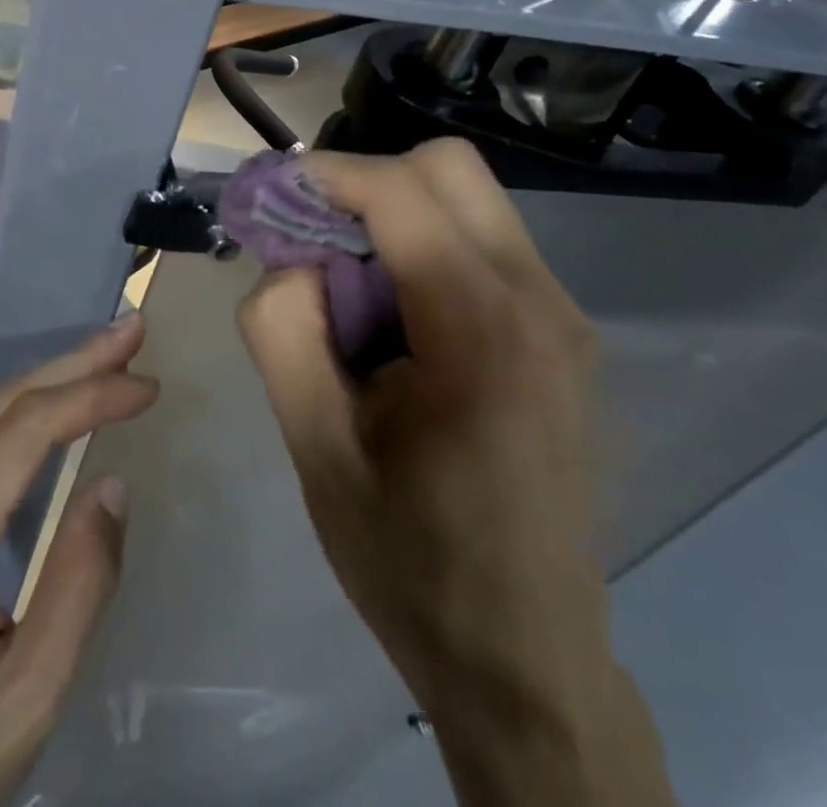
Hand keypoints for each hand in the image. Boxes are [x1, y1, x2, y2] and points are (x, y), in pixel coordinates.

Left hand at [0, 316, 157, 806]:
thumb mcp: (26, 702)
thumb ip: (79, 585)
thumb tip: (111, 485)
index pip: (25, 430)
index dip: (92, 395)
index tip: (147, 386)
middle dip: (71, 363)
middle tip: (129, 332)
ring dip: (40, 385)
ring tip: (98, 362)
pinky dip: (5, 422)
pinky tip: (38, 417)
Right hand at [236, 139, 674, 806]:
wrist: (523, 659)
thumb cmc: (409, 559)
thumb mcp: (314, 444)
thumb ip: (283, 326)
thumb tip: (288, 255)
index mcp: (482, 331)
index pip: (399, 191)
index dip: (322, 174)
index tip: (264, 197)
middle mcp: (540, 301)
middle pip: (445, 166)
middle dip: (363, 183)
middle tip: (307, 238)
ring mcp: (563, 314)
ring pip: (465, 197)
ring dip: (392, 214)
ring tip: (344, 286)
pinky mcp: (561, 332)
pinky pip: (482, 239)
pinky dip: (423, 243)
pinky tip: (392, 317)